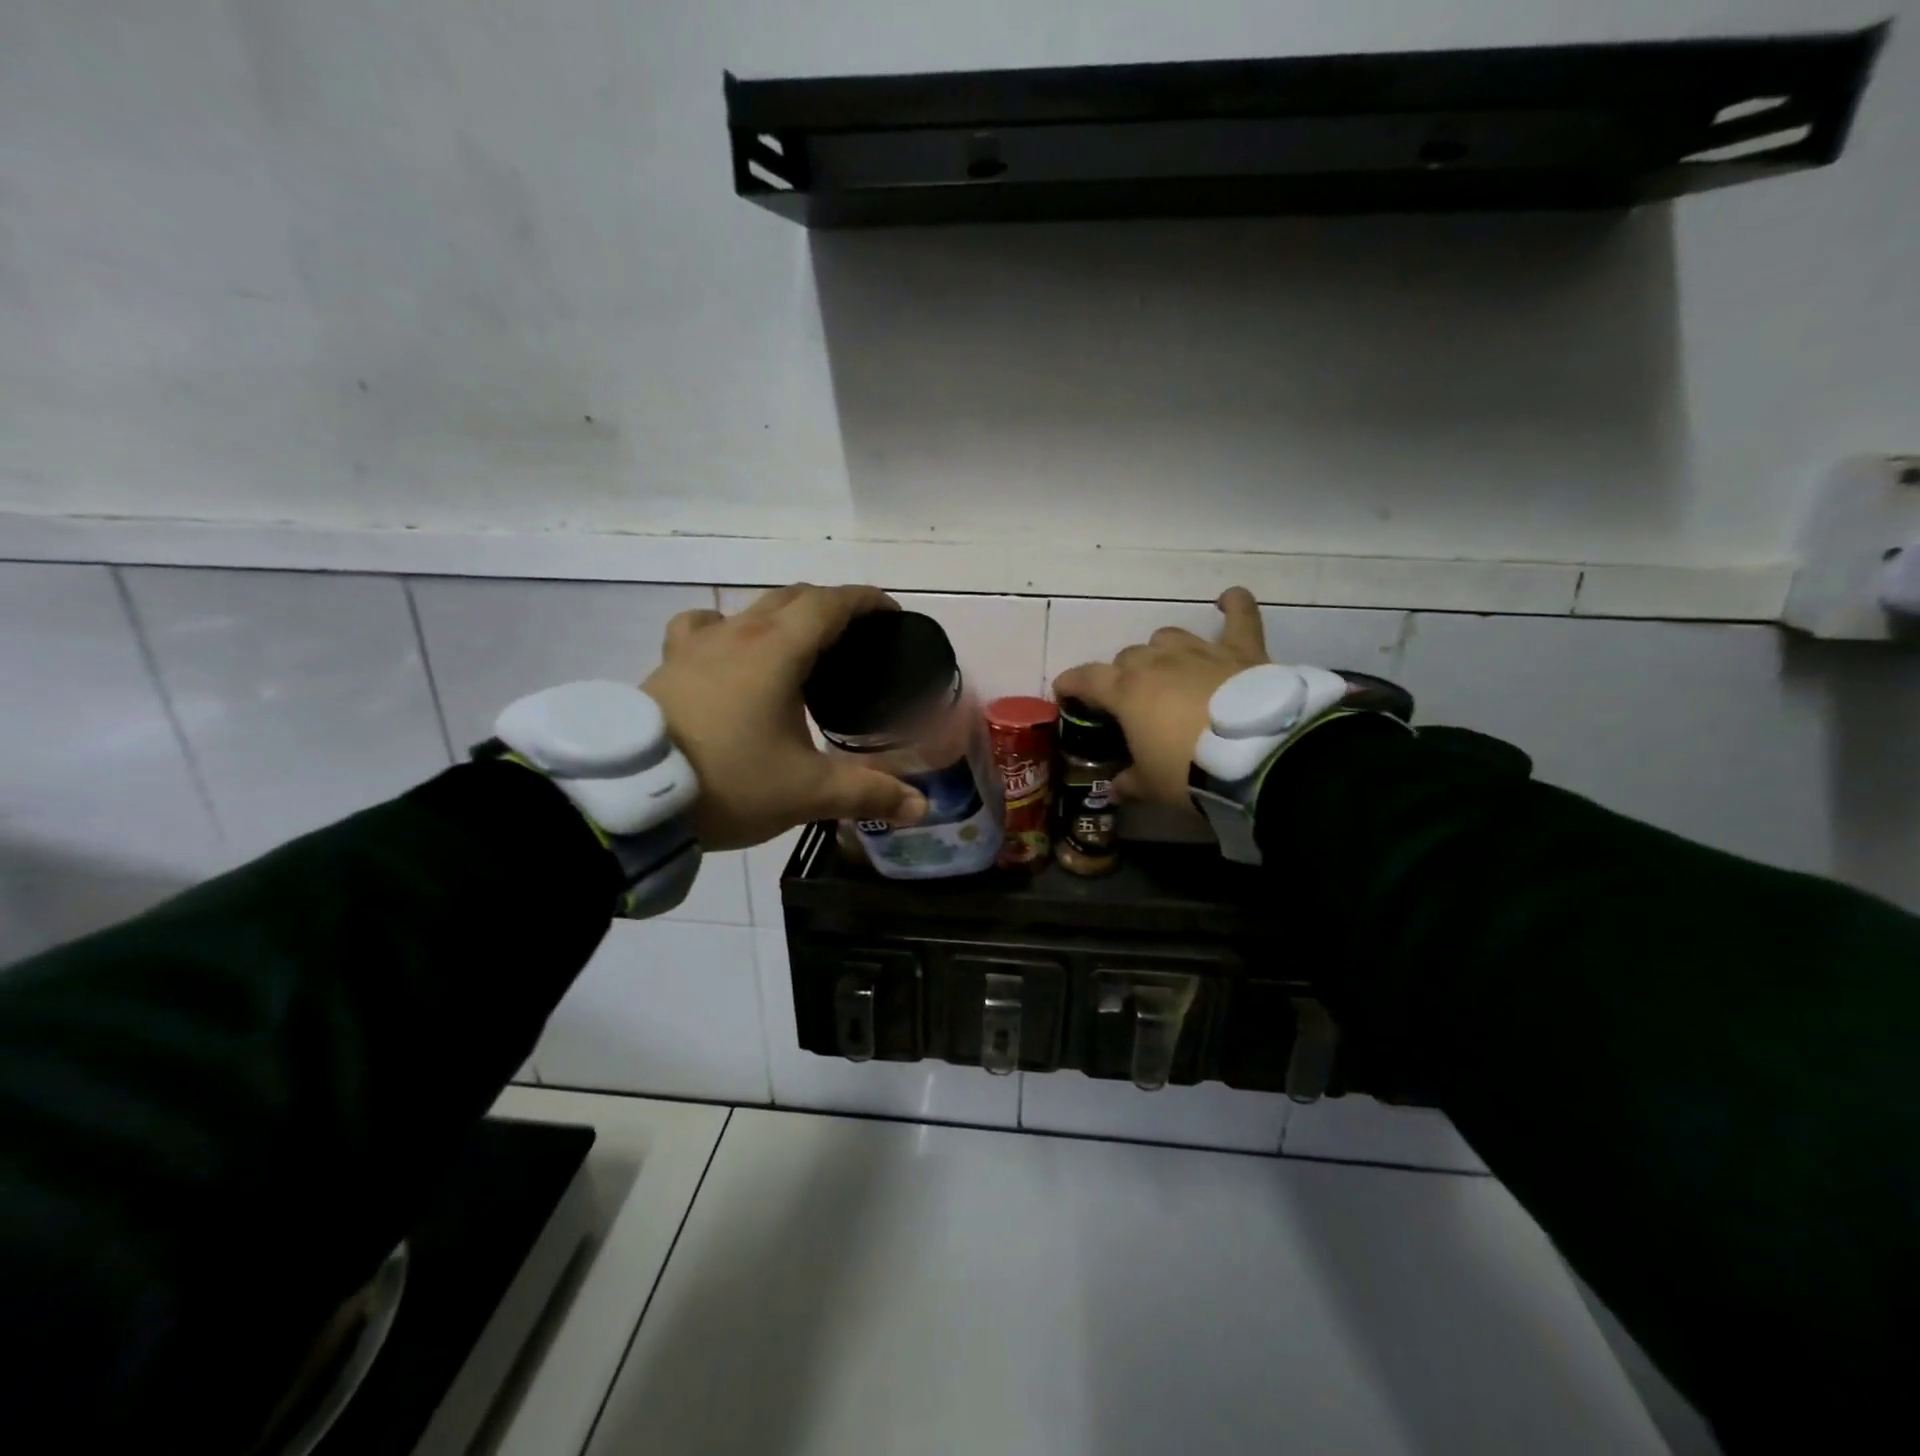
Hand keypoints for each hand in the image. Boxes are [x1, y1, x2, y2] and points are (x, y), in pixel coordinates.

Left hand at [643, 585, 929, 850]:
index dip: (866, 601)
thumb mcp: (806, 792)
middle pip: (792, 597)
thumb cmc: (730, 782)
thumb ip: (868, 792)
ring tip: (796, 644)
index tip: (890, 612)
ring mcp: (696, 646)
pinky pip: (701, 628)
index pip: (830, 603)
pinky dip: (725, 630)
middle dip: (829, 606)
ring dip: (781, 614)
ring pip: (748, 608)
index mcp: (778, 651)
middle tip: (854, 635)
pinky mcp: (667, 666)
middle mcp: (737, 634)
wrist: (633, 798)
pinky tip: (726, 653)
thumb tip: (920, 807)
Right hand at [1051, 587, 1269, 810]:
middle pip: (1129, 656)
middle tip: (1131, 701)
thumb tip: (1115, 788)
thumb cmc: (1187, 771)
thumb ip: (1129, 782)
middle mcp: (1157, 662)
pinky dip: (1235, 605)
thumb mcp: (1151, 786)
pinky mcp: (1241, 651)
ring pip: (1168, 637)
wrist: (1254, 757)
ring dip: (1162, 650)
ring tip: (1167, 668)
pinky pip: (1240, 617)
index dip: (1071, 683)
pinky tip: (1229, 598)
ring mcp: (1199, 651)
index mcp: (1127, 692)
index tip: (1063, 692)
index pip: (1086, 678)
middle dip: (1124, 675)